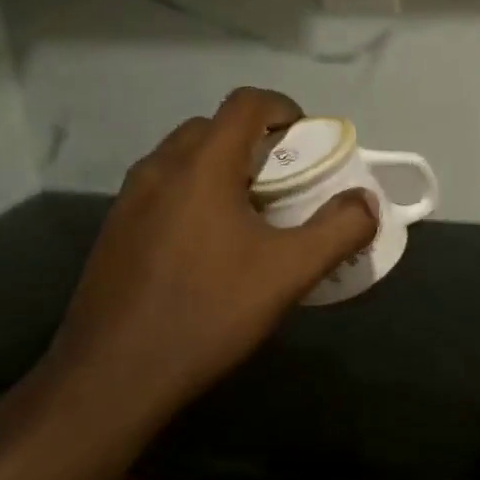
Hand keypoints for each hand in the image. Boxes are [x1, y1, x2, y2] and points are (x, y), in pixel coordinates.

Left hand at [36, 87, 377, 471]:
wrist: (112, 377)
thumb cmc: (207, 312)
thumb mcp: (289, 273)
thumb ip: (338, 229)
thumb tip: (367, 202)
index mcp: (202, 165)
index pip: (245, 103)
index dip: (283, 108)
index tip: (307, 140)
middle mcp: (159, 168)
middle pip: (213, 127)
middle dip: (254, 141)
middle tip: (283, 182)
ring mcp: (129, 199)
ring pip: (183, 159)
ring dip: (221, 167)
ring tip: (249, 214)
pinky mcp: (114, 230)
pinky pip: (162, 189)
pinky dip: (193, 194)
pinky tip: (207, 247)